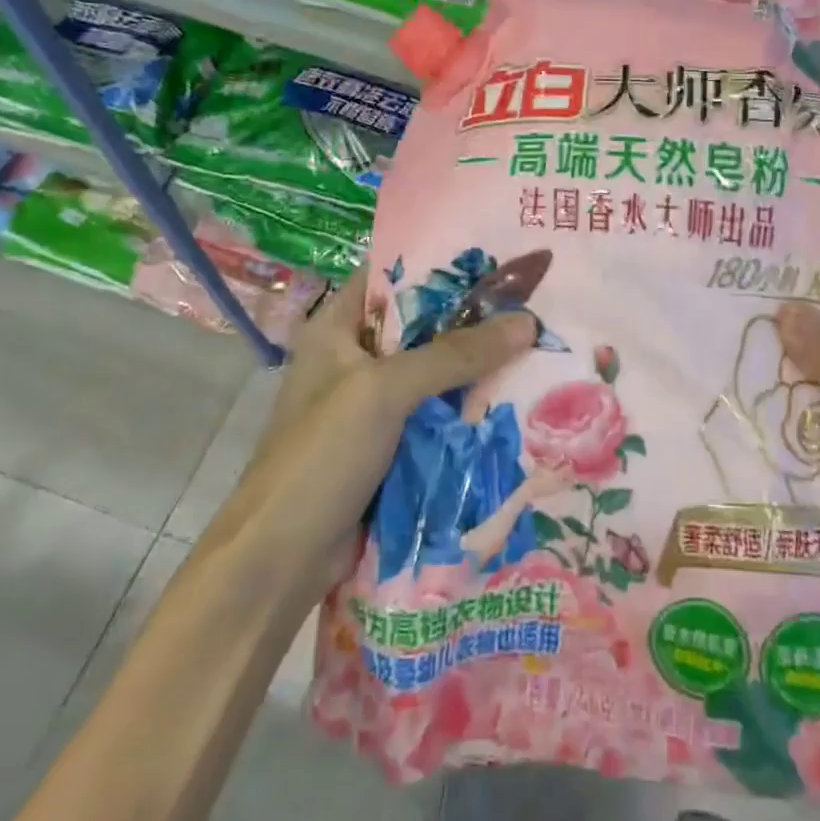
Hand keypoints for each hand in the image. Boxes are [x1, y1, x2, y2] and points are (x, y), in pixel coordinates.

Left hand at [232, 274, 534, 600]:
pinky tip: (516, 401)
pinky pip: (437, 417)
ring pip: (434, 375)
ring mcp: (372, 407)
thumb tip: (527, 321)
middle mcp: (353, 360)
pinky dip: (469, 411)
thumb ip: (454, 354)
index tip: (496, 258)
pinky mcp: (389, 448)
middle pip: (421, 327)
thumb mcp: (385, 391)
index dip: (439, 263)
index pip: (390, 276)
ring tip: (539, 345)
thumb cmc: (321, 456)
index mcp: (335, 329)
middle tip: (532, 304)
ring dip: (477, 368)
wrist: (281, 562)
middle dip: (472, 320)